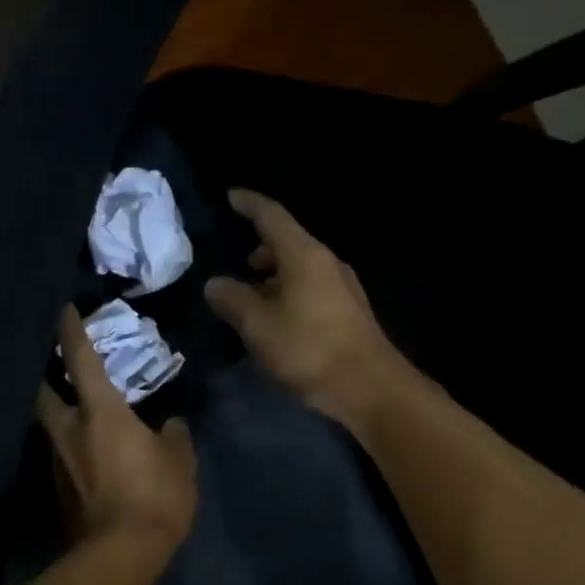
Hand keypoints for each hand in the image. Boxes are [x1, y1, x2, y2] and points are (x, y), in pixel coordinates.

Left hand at [37, 305, 197, 555]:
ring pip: (51, 428)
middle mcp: (69, 432)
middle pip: (44, 394)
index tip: (61, 310)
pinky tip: (87, 458)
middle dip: (44, 376)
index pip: (80, 361)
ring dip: (59, 416)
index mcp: (101, 414)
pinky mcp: (58, 492)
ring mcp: (58, 463)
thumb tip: (170, 425)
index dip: (71, 332)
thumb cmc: (154, 497)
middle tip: (53, 367)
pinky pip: (62, 458)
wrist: (119, 555)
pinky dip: (71, 449)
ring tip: (77, 414)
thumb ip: (173, 437)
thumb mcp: (179, 462)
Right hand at [204, 188, 410, 431]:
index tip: (231, 197)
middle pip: (289, 243)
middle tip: (240, 266)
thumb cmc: (309, 349)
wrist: (369, 387)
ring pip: (301, 268)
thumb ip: (233, 300)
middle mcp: (327, 262)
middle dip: (262, 249)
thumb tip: (215, 284)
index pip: (272, 216)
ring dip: (275, 276)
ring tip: (255, 298)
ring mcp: (343, 287)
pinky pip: (312, 288)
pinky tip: (279, 320)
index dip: (249, 204)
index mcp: (304, 255)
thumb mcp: (259, 326)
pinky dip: (290, 293)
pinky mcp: (349, 311)